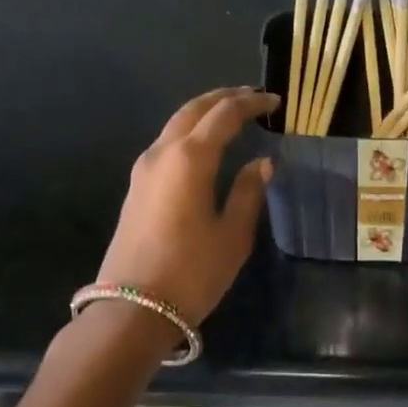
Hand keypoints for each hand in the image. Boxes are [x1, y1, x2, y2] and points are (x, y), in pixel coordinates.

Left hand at [98, 87, 278, 323]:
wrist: (132, 308)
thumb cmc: (192, 271)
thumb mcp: (233, 234)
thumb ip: (249, 192)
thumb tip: (262, 163)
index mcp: (191, 158)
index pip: (225, 115)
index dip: (252, 104)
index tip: (275, 102)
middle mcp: (163, 153)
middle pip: (194, 109)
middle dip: (224, 98)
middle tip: (252, 98)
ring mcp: (144, 169)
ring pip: (176, 124)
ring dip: (204, 113)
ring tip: (231, 116)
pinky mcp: (137, 187)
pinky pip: (167, 144)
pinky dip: (190, 133)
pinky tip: (206, 146)